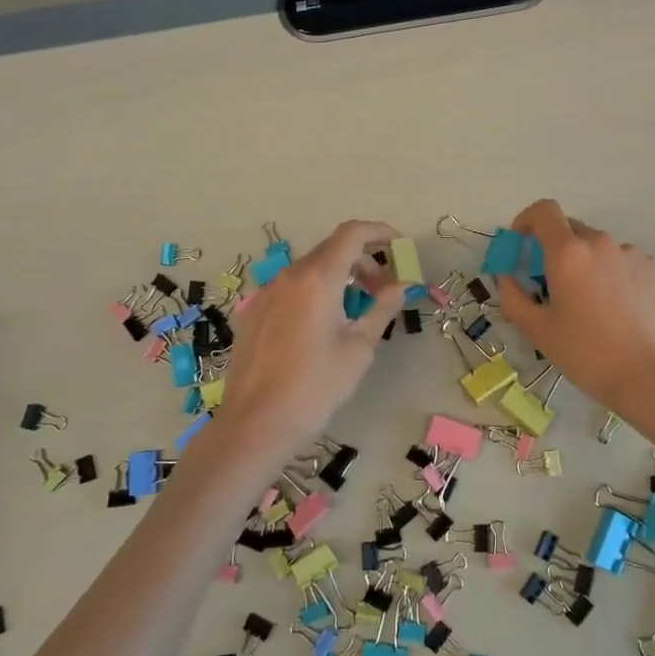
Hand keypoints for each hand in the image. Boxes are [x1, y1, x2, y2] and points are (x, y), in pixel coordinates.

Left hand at [215, 220, 406, 454]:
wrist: (256, 423)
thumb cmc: (316, 387)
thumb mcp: (359, 349)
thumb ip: (382, 309)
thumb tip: (401, 285)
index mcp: (318, 279)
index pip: (351, 234)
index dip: (379, 232)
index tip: (399, 246)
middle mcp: (289, 276)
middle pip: (331, 249)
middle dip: (362, 260)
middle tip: (383, 289)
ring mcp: (266, 293)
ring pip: (309, 269)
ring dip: (338, 276)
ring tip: (354, 310)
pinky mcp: (253, 312)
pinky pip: (290, 288)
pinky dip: (314, 291)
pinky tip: (321, 325)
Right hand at [496, 199, 654, 411]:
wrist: (651, 377)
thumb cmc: (586, 354)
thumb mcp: (537, 330)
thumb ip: (512, 296)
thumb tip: (506, 276)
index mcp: (568, 253)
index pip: (543, 211)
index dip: (527, 219)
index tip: (522, 243)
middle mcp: (600, 243)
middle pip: (570, 229)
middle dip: (554, 249)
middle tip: (552, 284)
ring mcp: (631, 253)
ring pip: (597, 247)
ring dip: (585, 263)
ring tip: (590, 304)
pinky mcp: (654, 268)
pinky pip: (622, 261)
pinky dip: (611, 274)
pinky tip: (617, 308)